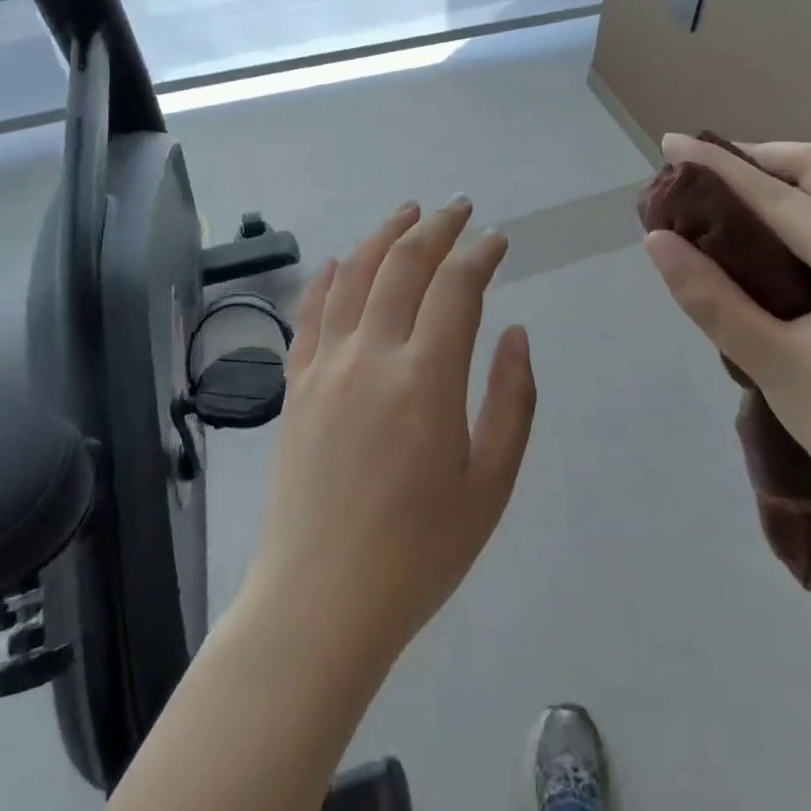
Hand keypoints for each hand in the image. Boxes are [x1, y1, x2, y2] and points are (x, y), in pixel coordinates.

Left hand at [242, 199, 536, 664]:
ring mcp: (326, 367)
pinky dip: (329, 277)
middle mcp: (371, 356)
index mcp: (425, 380)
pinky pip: (310, 313)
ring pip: (354, 275)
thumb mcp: (490, 484)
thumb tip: (514, 332)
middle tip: (460, 208)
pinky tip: (341, 261)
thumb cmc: (419, 552)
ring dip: (384, 235)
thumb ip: (512, 400)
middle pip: (403, 264)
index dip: (480, 253)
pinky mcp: (296, 386)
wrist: (320, 602)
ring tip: (409, 212)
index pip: (456, 287)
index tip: (498, 239)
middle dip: (436, 227)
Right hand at [644, 136, 810, 553]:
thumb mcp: (774, 366)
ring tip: (732, 187)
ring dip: (788, 176)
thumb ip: (712, 299)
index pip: (784, 198)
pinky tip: (778, 224)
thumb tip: (657, 241)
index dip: (722, 168)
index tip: (673, 142)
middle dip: (761, 157)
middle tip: (704, 166)